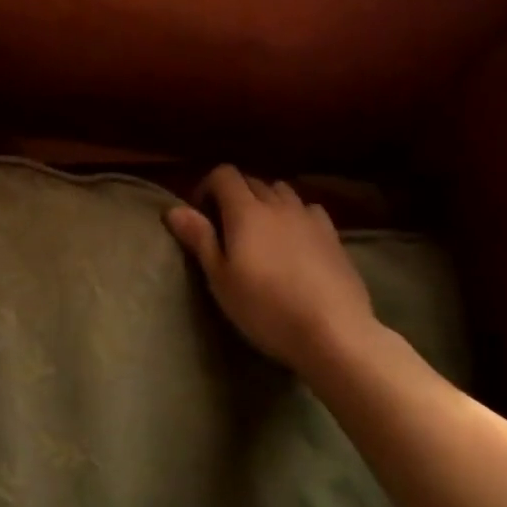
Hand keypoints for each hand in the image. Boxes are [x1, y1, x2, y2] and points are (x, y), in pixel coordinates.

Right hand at [165, 165, 382, 373]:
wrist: (333, 332)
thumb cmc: (266, 308)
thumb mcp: (220, 279)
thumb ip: (199, 238)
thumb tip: (173, 208)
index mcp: (245, 211)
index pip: (224, 174)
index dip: (207, 187)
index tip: (201, 216)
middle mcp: (278, 204)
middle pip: (252, 181)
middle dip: (234, 195)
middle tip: (226, 229)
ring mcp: (309, 217)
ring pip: (282, 191)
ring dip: (266, 201)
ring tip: (261, 232)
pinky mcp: (333, 235)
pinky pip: (308, 209)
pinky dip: (295, 214)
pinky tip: (296, 240)